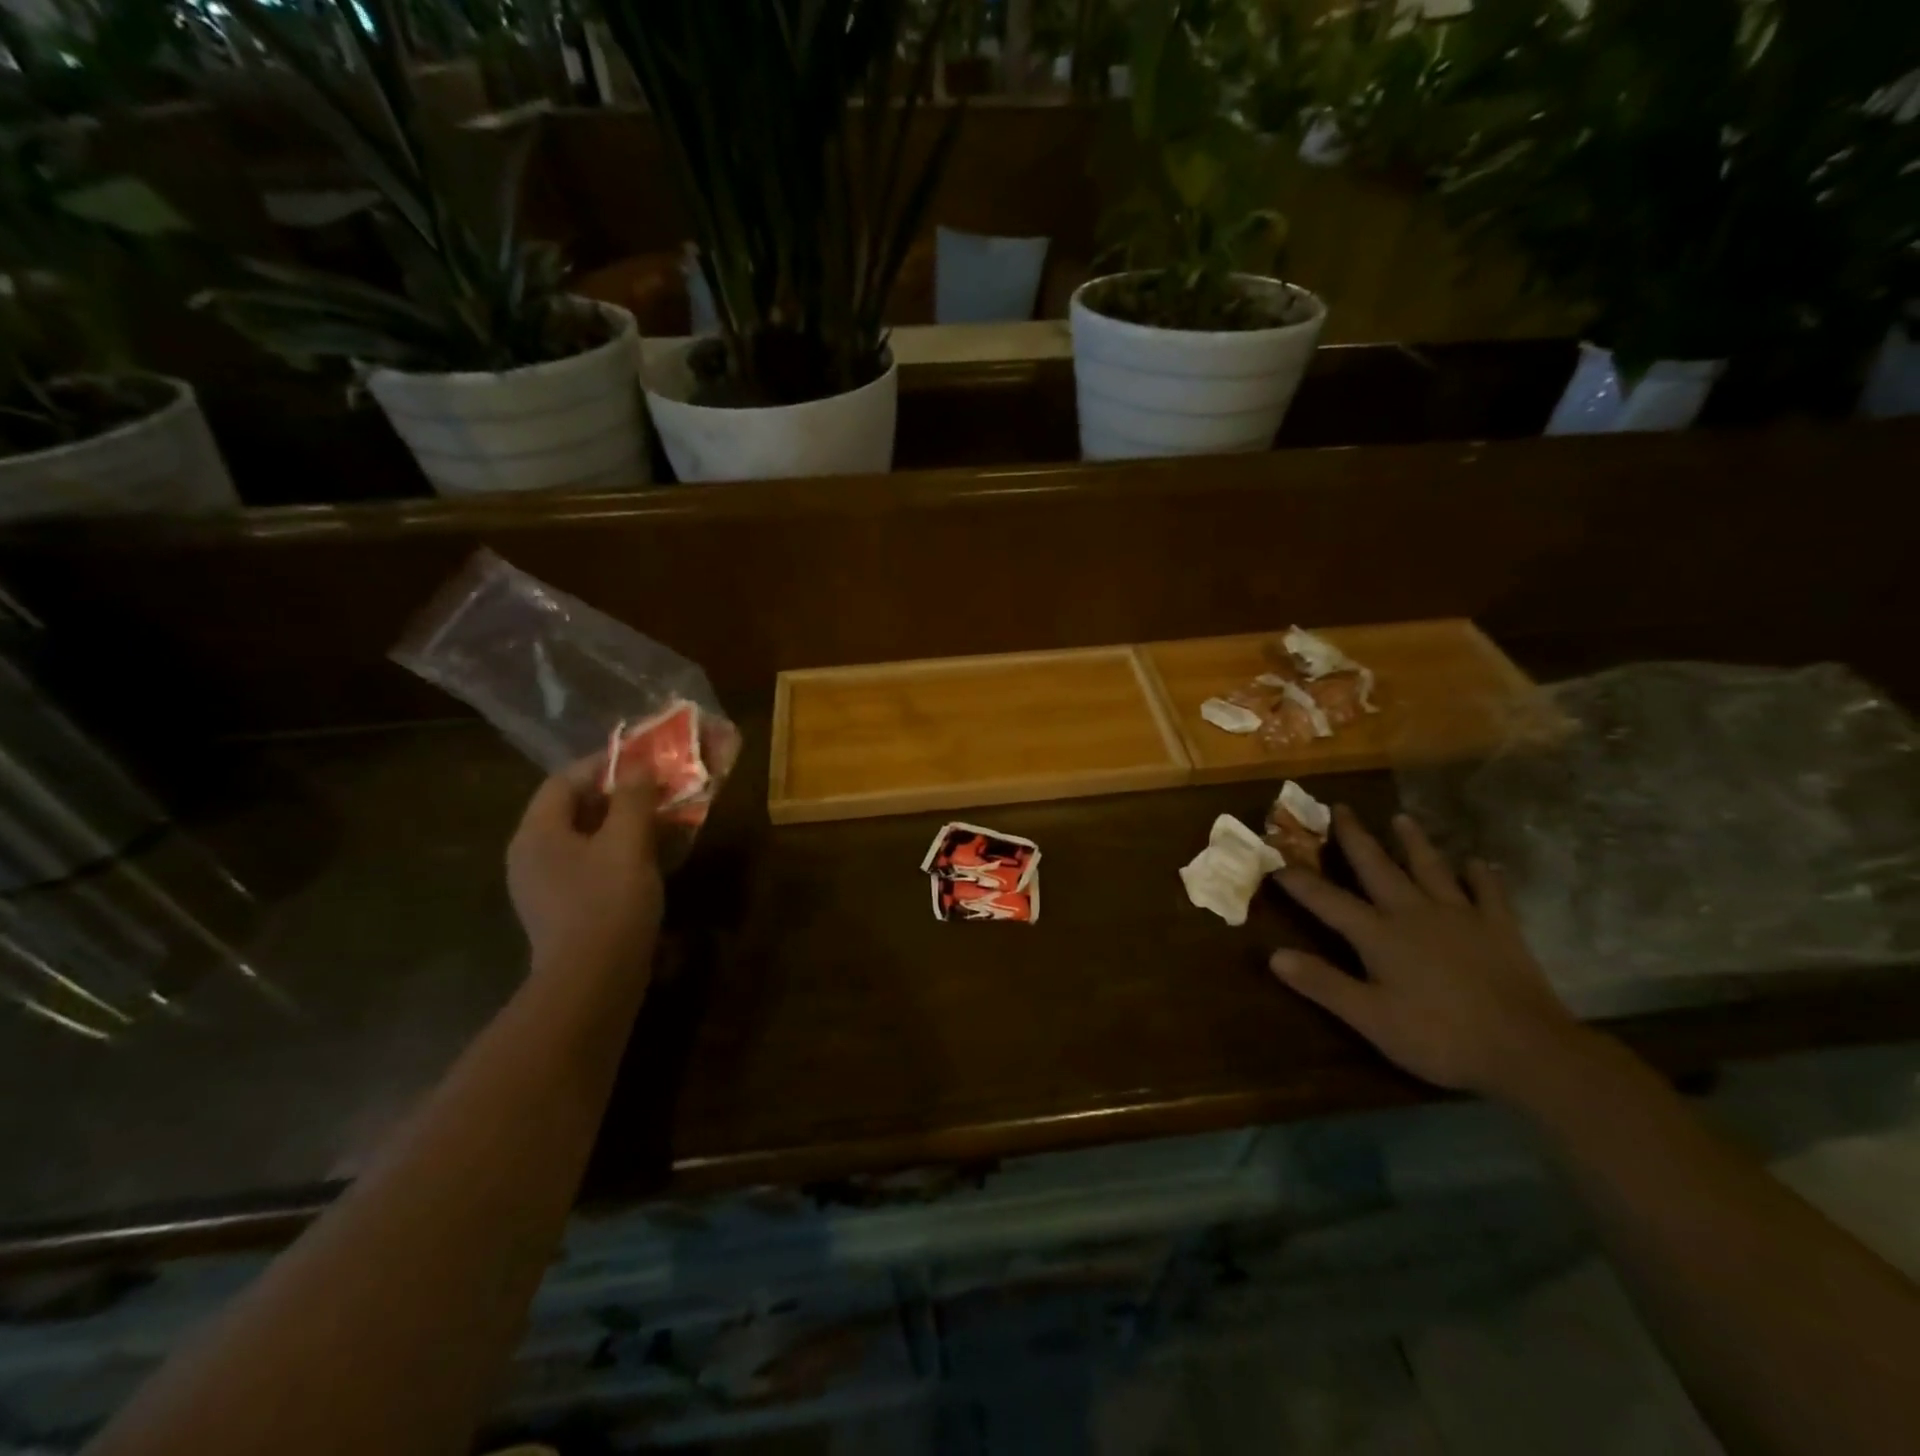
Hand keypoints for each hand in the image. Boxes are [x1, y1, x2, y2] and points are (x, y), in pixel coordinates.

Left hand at [507, 759, 663, 982]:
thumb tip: (639, 765)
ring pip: (583, 839)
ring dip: (620, 825)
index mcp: (537, 832)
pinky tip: (648, 861)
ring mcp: (543, 886)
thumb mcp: (628, 841)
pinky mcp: (561, 910)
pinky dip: (616, 854)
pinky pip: (587, 866)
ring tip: (660, 822)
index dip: (604, 765)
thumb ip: (633, 798)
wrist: (593, 982)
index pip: (564, 781)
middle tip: (657, 790)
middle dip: (616, 796)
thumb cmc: (608, 902)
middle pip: (572, 809)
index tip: (643, 760)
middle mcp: (530, 855)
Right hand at [1270, 805, 1584, 1098]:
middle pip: (1377, 867)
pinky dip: (1482, 876)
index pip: (1328, 901)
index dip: (1299, 881)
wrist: (1529, 1050)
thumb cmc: (1440, 1036)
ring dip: (1414, 843)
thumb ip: (1323, 984)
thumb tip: (1274, 955)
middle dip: (1355, 837)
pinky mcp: (1500, 929)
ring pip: (1431, 868)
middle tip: (1340, 807)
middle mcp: (1414, 912)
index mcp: (1379, 934)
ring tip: (1401, 818)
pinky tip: (1479, 863)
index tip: (1276, 860)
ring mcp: (1461, 916)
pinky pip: (1489, 893)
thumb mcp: (1370, 1018)